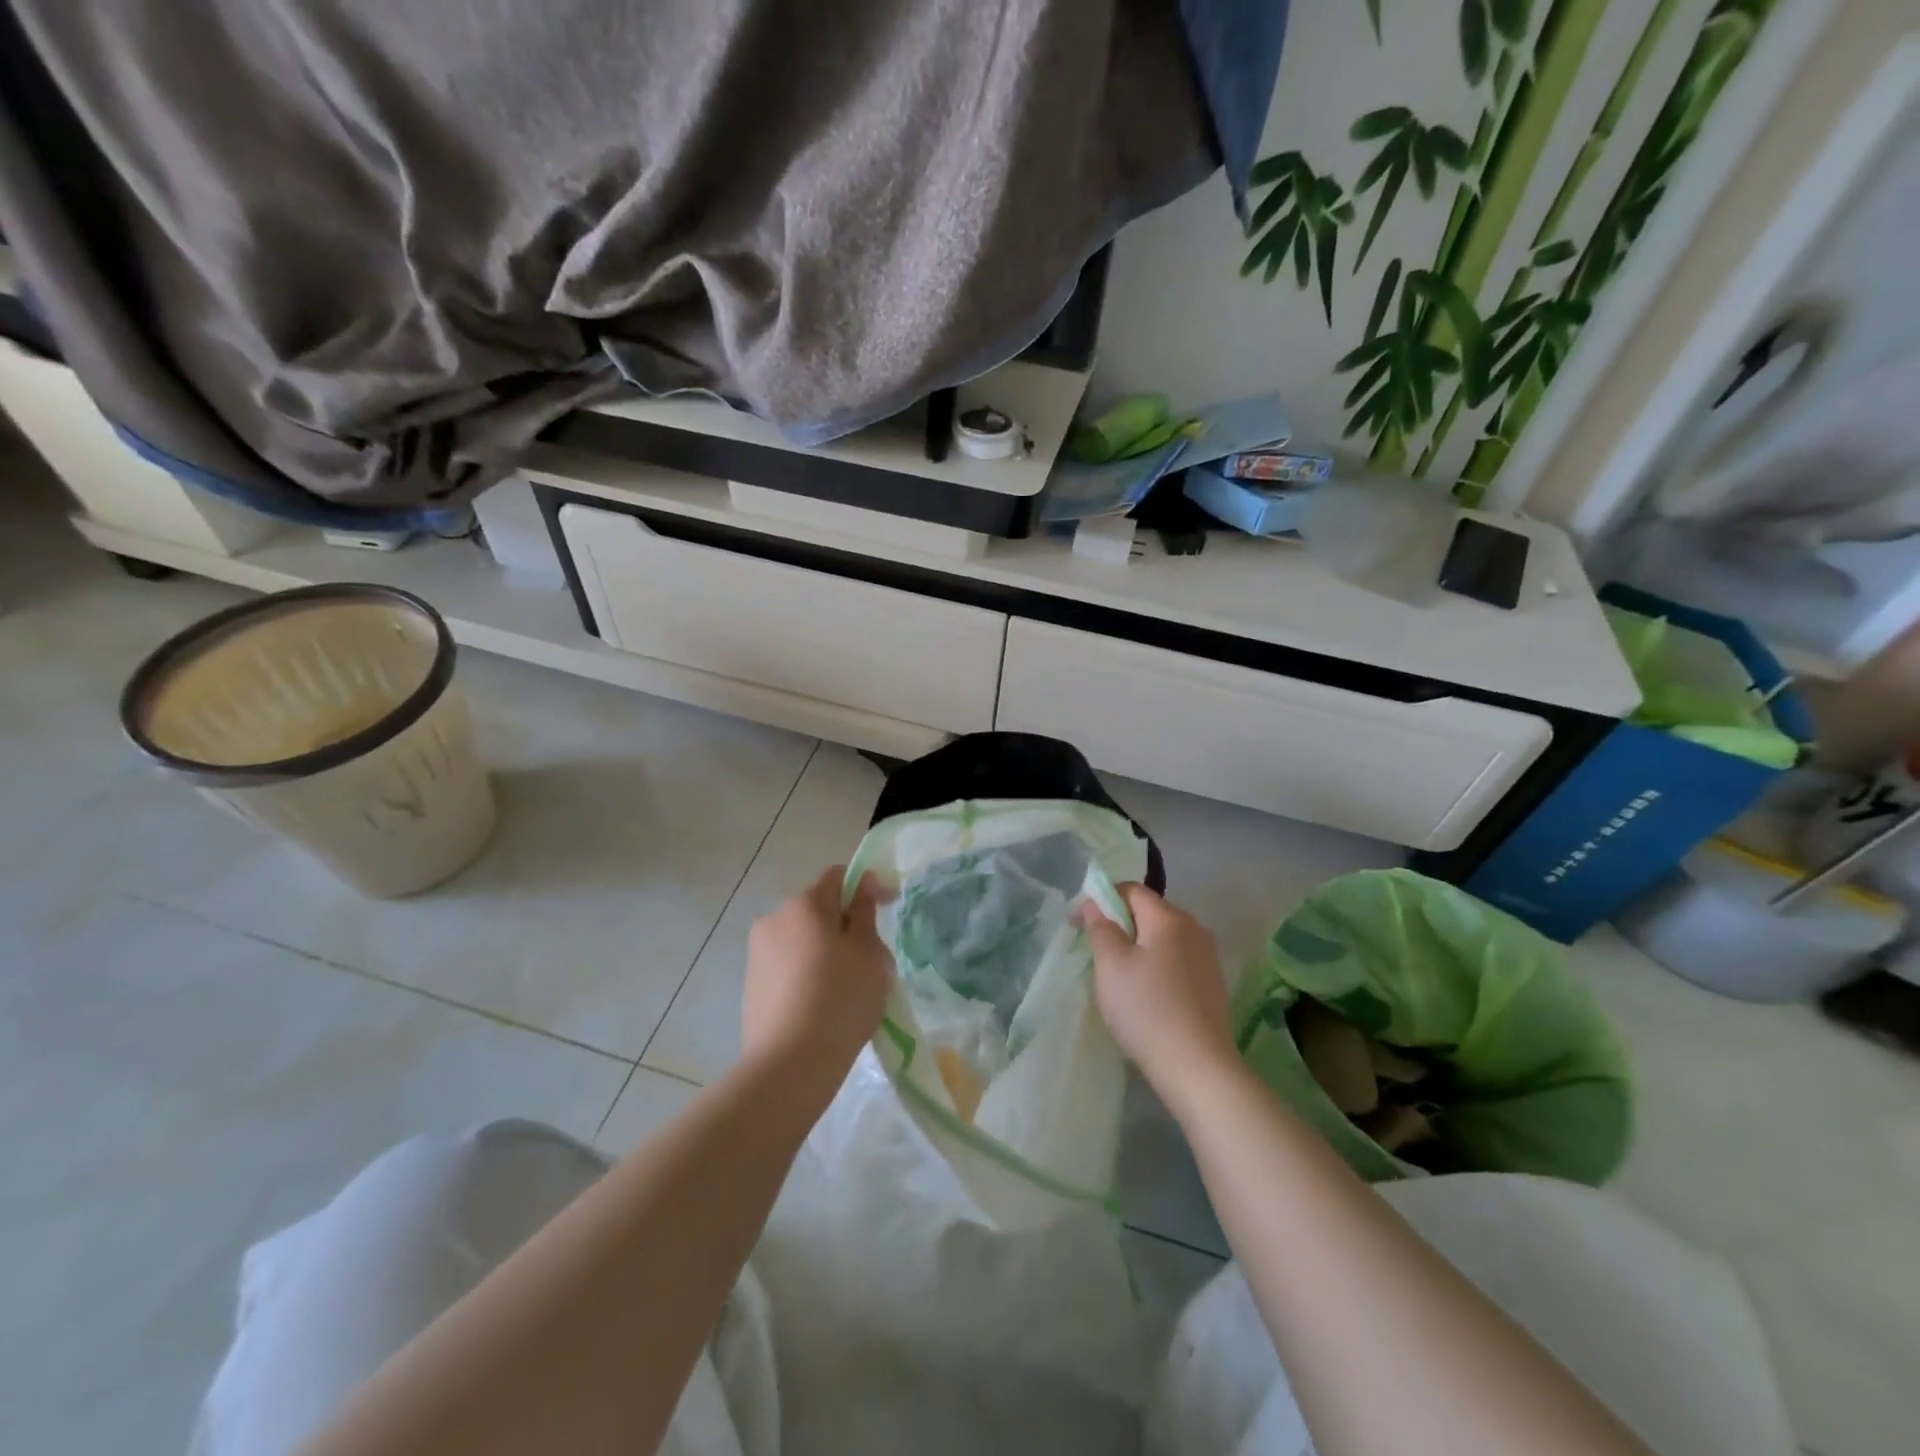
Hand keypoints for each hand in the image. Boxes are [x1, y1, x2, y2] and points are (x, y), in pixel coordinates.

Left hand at [741, 867, 892, 1095]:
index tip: (887, 908)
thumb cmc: (840, 998)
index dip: (865, 887)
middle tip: (872, 959)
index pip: (836, 877)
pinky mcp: (751, 986)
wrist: (790, 1065)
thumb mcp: (867, 951)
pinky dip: (808, 975)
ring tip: (849, 987)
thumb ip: (863, 911)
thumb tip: (860, 881)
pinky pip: (789, 968)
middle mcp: (773, 919)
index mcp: (803, 904)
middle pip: (818, 910)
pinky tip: (823, 1006)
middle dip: (845, 925)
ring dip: (826, 951)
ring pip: (803, 941)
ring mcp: (757, 954)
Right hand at [1079, 884, 1235, 1099]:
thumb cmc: (1146, 1010)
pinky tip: (1145, 993)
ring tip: (1117, 973)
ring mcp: (1207, 958)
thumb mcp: (1111, 966)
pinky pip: (1176, 960)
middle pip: (1149, 912)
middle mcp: (1194, 929)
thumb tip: (1094, 904)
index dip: (1100, 899)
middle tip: (1094, 949)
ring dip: (1137, 945)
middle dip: (1119, 922)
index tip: (1077, 923)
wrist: (1198, 1068)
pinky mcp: (1212, 984)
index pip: (1131, 890)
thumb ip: (1100, 928)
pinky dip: (1155, 965)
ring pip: (1163, 938)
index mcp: (1169, 918)